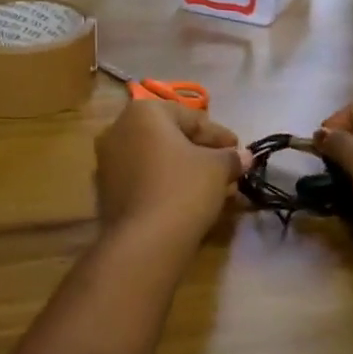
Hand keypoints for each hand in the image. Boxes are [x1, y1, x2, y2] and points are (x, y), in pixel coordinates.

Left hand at [95, 101, 247, 245]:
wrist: (144, 241)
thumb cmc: (183, 188)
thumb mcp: (216, 169)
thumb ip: (231, 158)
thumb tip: (245, 156)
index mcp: (144, 112)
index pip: (191, 118)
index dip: (219, 136)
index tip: (239, 150)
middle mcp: (119, 128)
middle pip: (171, 136)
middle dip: (202, 152)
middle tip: (227, 168)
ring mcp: (109, 160)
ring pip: (157, 159)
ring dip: (186, 169)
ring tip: (214, 186)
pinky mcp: (107, 189)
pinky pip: (145, 177)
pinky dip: (167, 183)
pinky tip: (189, 198)